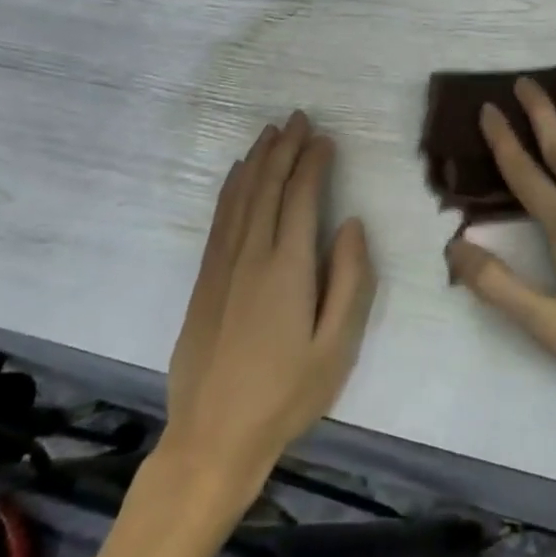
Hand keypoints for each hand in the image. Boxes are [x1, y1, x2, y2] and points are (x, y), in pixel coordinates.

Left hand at [165, 112, 376, 493]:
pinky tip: (238, 177)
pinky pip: (219, 219)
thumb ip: (350, 280)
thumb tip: (352, 224)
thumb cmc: (286, 395)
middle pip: (267, 187)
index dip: (313, 163)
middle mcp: (250, 254)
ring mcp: (221, 266)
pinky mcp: (203, 280)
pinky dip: (231, 189)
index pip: (300, 197)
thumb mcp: (337, 347)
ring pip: (240, 197)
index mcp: (287, 267)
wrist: (212, 437)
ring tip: (270, 133)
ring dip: (257, 161)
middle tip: (298, 119)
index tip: (325, 138)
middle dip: (284, 149)